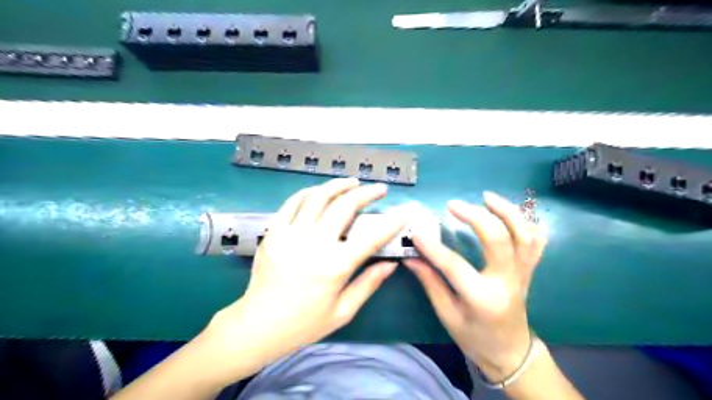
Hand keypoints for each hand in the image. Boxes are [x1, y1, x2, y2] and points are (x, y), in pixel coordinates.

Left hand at [206, 178, 404, 367]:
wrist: (259, 324)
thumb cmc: (304, 322)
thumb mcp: (343, 311)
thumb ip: (368, 284)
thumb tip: (391, 265)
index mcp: (336, 265)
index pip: (372, 237)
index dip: (392, 222)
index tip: (405, 211)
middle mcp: (315, 243)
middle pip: (345, 206)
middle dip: (367, 193)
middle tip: (378, 189)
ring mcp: (292, 234)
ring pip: (318, 197)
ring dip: (338, 185)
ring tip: (352, 182)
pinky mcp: (274, 231)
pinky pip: (292, 203)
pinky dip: (309, 192)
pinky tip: (319, 191)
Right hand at [403, 192, 546, 382]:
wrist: (510, 351)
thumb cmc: (475, 337)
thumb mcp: (447, 315)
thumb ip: (430, 283)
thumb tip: (411, 257)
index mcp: (483, 298)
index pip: (454, 265)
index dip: (433, 247)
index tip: (416, 232)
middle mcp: (507, 281)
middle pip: (498, 239)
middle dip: (475, 217)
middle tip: (453, 204)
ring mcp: (522, 274)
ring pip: (523, 234)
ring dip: (506, 211)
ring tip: (486, 197)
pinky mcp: (528, 270)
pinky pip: (535, 241)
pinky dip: (526, 222)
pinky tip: (509, 211)